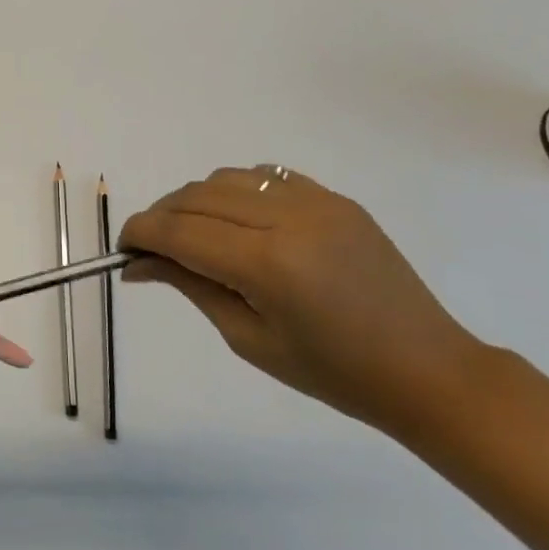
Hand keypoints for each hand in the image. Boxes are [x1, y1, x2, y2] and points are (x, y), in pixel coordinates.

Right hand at [119, 166, 488, 429]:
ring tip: (192, 236)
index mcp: (268, 264)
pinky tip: (236, 222)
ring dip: (195, 201)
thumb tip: (139, 263)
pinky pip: (266, 176)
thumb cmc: (332, 372)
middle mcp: (290, 218)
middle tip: (149, 249)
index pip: (180, 232)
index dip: (140, 234)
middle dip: (161, 217)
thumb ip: (191, 286)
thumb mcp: (248, 337)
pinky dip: (235, 192)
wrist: (425, 369)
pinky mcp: (335, 198)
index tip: (123, 250)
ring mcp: (317, 202)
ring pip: (227, 178)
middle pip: (197, 197)